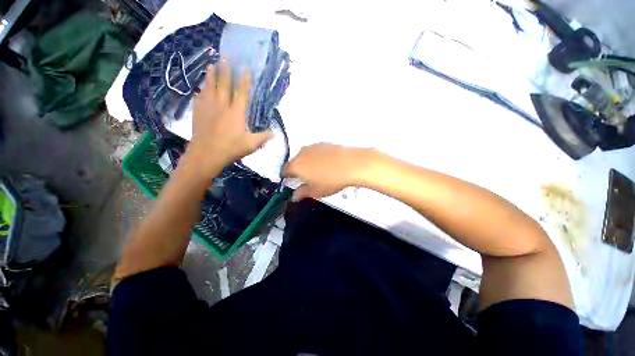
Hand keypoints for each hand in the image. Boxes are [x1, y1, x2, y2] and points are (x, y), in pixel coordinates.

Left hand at [187, 60, 272, 174]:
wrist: (206, 154)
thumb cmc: (231, 148)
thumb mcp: (251, 145)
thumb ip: (263, 137)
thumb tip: (274, 133)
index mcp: (236, 113)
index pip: (241, 92)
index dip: (244, 80)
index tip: (245, 68)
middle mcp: (222, 106)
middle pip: (223, 85)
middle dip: (225, 71)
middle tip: (224, 57)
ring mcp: (208, 108)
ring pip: (209, 88)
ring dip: (211, 76)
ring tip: (211, 65)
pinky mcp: (198, 113)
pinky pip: (199, 98)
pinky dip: (201, 91)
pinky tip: (200, 88)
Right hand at [282, 144, 375, 200]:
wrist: (351, 164)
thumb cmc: (331, 181)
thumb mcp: (316, 191)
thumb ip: (302, 193)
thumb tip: (294, 196)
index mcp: (296, 166)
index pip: (284, 170)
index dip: (286, 177)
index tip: (290, 181)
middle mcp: (301, 153)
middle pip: (294, 162)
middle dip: (296, 170)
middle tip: (305, 178)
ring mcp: (313, 146)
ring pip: (304, 155)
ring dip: (306, 163)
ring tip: (317, 171)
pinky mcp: (323, 143)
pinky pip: (315, 151)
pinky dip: (316, 157)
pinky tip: (326, 163)